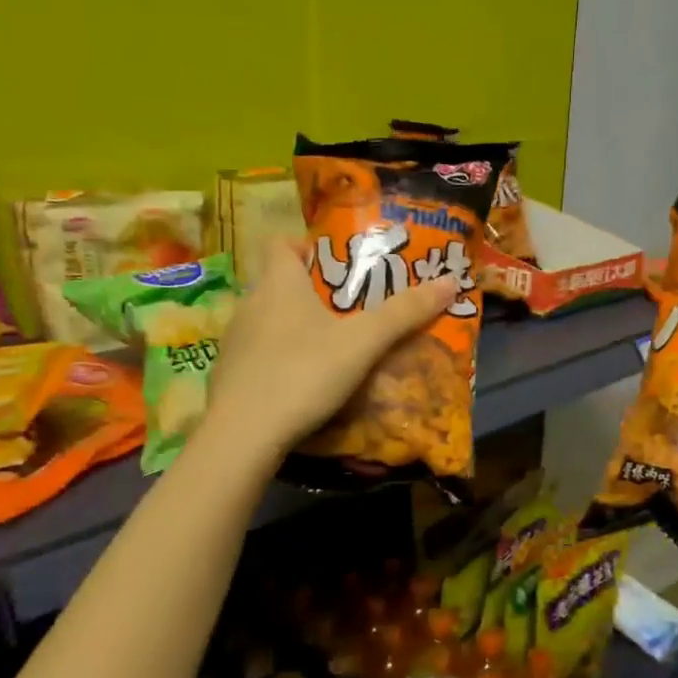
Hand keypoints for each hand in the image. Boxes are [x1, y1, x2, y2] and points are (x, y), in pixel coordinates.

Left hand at [206, 240, 458, 455]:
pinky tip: (300, 382)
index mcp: (279, 283)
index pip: (282, 243)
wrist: (243, 434)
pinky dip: (278, 358)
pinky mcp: (226, 373)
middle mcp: (250, 303)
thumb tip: (451, 281)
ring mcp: (234, 340)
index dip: (306, 246)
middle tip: (348, 309)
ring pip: (267, 320)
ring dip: (294, 326)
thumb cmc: (304, 373)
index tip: (335, 264)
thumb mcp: (363, 343)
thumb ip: (404, 313)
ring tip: (329, 347)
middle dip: (311, 291)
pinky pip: (257, 353)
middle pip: (279, 283)